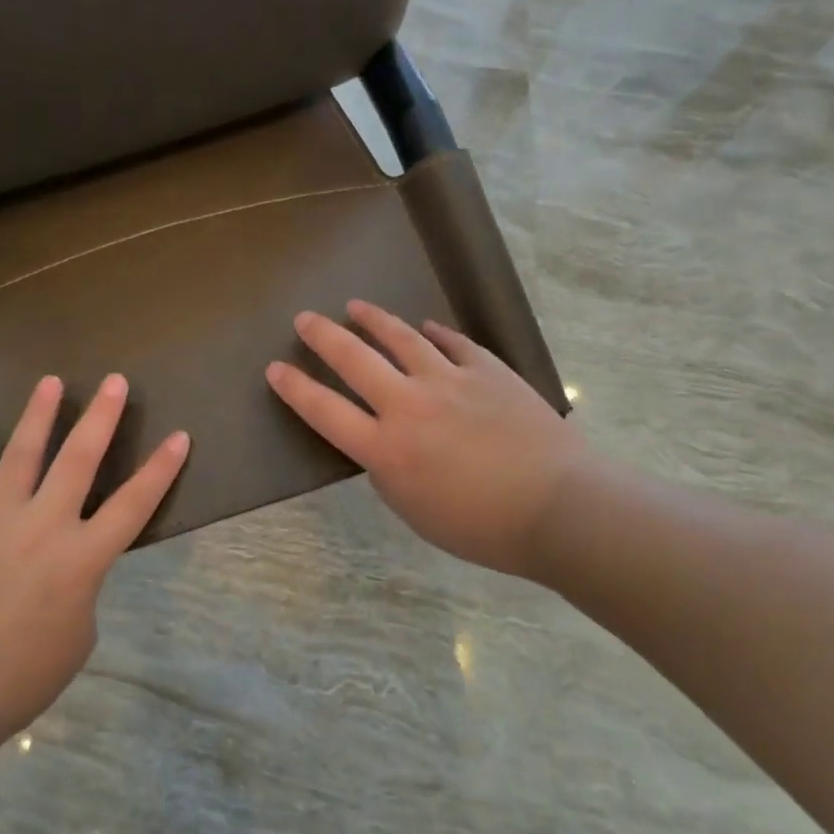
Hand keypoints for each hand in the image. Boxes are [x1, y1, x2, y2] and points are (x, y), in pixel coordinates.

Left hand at [0, 373, 189, 735]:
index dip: (161, 469)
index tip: (179, 436)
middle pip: (78, 460)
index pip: (134, 504)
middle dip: (101, 417)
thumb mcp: (79, 633)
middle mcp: (42, 527)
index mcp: (82, 559)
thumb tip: (65, 559)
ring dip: (38, 416)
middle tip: (114, 381)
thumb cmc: (24, 676)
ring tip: (49, 382)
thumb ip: (81, 584)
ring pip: (20, 456)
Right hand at [266, 301, 577, 576]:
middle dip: (323, 336)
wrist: (558, 507)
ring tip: (356, 306)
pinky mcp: (487, 370)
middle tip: (304, 319)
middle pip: (354, 359)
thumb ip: (389, 472)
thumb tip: (385, 443)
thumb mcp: (415, 511)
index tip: (274, 368)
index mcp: (386, 449)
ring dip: (374, 320)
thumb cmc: (482, 527)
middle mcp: (409, 405)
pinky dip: (434, 332)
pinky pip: (453, 343)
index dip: (295, 389)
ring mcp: (449, 381)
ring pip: (401, 338)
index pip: (325, 411)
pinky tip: (425, 325)